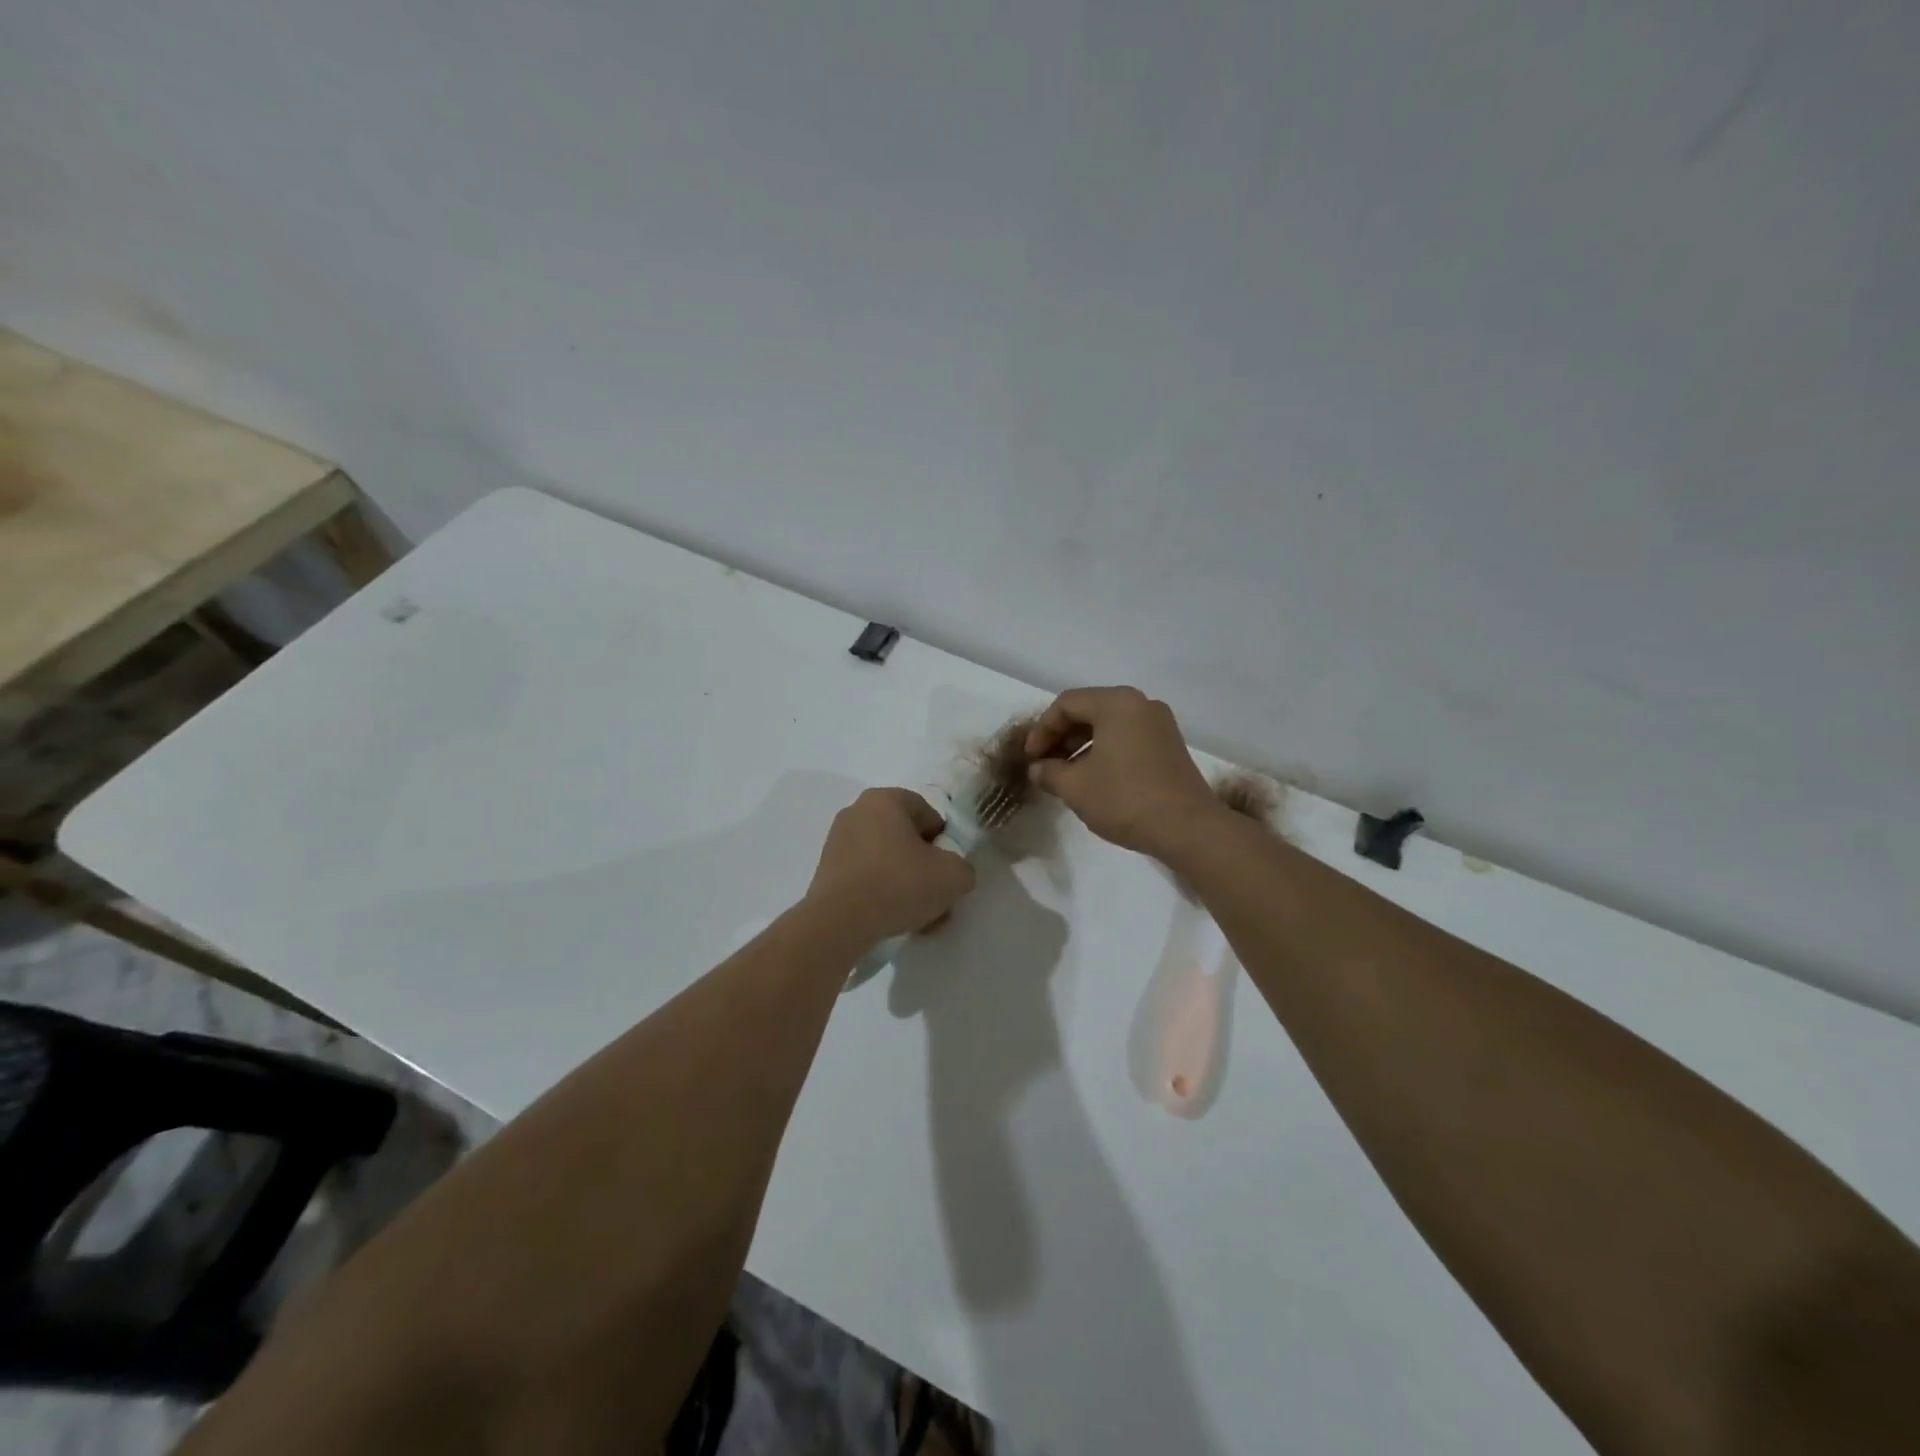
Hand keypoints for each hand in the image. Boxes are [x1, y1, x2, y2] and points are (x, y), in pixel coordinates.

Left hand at [807, 788, 977, 944]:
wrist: (840, 922)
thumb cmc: (899, 884)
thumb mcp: (953, 876)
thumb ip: (962, 868)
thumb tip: (953, 874)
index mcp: (885, 799)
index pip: (926, 813)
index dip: (944, 842)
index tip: (946, 869)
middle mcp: (857, 812)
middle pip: (904, 837)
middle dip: (924, 866)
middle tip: (935, 895)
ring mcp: (837, 842)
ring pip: (885, 860)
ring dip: (904, 884)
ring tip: (917, 916)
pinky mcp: (826, 871)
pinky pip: (864, 877)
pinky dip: (880, 894)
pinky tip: (892, 919)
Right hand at [1025, 687, 1220, 857]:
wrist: (1187, 828)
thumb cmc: (1124, 799)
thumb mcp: (1075, 787)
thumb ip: (1049, 772)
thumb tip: (1037, 769)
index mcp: (1116, 703)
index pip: (1066, 704)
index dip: (1042, 730)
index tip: (1030, 758)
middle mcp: (1141, 704)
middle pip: (1089, 710)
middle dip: (1061, 737)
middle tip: (1044, 765)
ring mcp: (1160, 724)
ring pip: (1109, 725)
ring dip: (1082, 746)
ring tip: (1066, 775)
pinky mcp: (1170, 746)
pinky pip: (1128, 738)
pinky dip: (1105, 751)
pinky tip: (1094, 778)